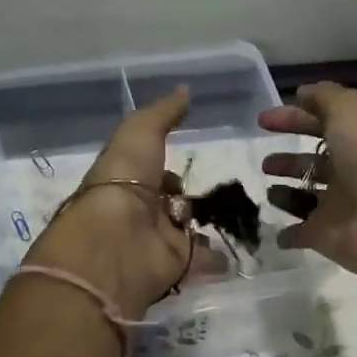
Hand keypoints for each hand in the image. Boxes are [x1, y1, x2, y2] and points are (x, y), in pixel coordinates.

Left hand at [25, 86, 228, 318]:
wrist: (116, 242)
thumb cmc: (123, 181)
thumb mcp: (140, 133)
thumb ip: (163, 113)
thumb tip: (186, 91)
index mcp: (125, 180)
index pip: (149, 173)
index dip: (166, 166)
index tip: (189, 159)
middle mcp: (140, 212)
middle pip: (170, 203)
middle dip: (188, 198)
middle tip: (222, 189)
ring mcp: (158, 241)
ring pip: (187, 230)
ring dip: (207, 225)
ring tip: (240, 214)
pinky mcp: (176, 265)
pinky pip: (202, 259)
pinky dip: (218, 256)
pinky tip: (239, 246)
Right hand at [259, 83, 356, 299]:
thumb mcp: (350, 111)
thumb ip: (325, 98)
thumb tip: (303, 94)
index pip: (322, 124)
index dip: (294, 118)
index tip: (263, 121)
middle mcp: (349, 172)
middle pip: (314, 163)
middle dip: (289, 160)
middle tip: (265, 162)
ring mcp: (338, 207)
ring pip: (306, 198)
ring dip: (286, 194)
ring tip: (267, 191)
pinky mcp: (326, 237)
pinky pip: (302, 234)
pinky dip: (288, 234)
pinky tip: (274, 231)